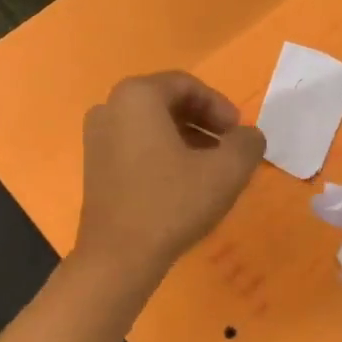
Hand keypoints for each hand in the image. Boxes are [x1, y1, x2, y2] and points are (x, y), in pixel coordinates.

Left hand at [75, 72, 264, 281]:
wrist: (118, 256)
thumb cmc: (171, 204)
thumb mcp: (226, 171)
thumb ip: (247, 143)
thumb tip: (248, 136)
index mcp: (137, 96)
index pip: (187, 85)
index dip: (220, 106)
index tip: (239, 134)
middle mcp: (109, 107)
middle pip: (167, 102)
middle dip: (203, 122)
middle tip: (228, 149)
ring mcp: (96, 137)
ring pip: (151, 126)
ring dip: (185, 139)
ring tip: (211, 169)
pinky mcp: (93, 165)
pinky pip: (134, 145)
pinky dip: (162, 154)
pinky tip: (182, 183)